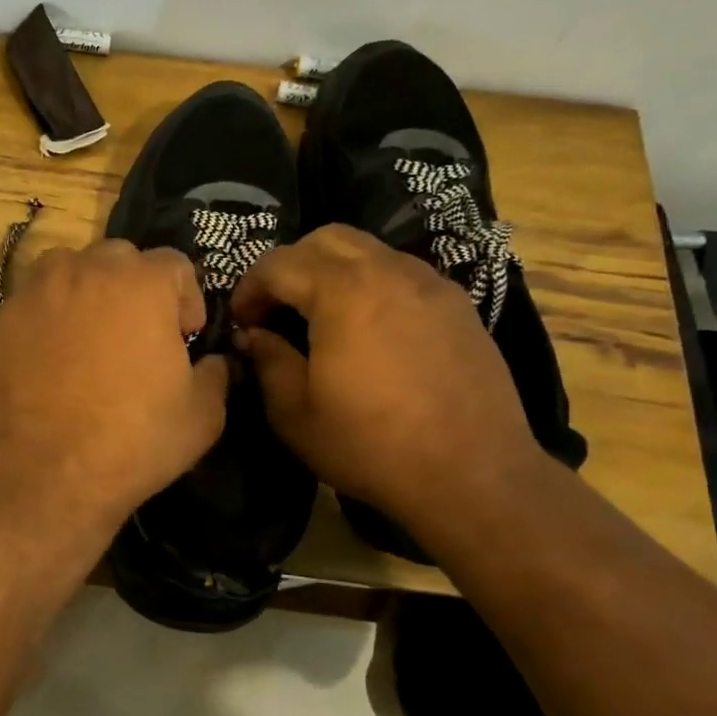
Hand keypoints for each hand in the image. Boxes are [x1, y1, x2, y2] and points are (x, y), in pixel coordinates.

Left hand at [0, 240, 228, 533]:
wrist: (42, 476)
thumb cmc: (132, 441)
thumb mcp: (202, 415)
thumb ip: (215, 374)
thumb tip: (210, 362)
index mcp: (142, 283)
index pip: (174, 264)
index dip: (186, 298)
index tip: (184, 336)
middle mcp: (84, 272)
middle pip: (117, 258)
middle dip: (133, 287)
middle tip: (134, 334)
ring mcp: (32, 294)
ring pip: (64, 271)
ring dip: (82, 292)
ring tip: (85, 338)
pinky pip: (27, 309)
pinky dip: (41, 324)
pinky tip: (43, 366)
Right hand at [230, 225, 544, 530]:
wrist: (474, 475)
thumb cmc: (371, 446)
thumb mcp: (295, 413)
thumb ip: (266, 361)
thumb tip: (252, 335)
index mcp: (342, 292)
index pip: (278, 264)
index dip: (249, 288)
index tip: (242, 322)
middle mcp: (388, 272)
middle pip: (325, 239)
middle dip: (290, 265)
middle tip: (277, 308)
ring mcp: (430, 284)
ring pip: (368, 250)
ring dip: (333, 270)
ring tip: (321, 316)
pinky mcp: (458, 305)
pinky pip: (402, 274)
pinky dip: (372, 284)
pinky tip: (369, 329)